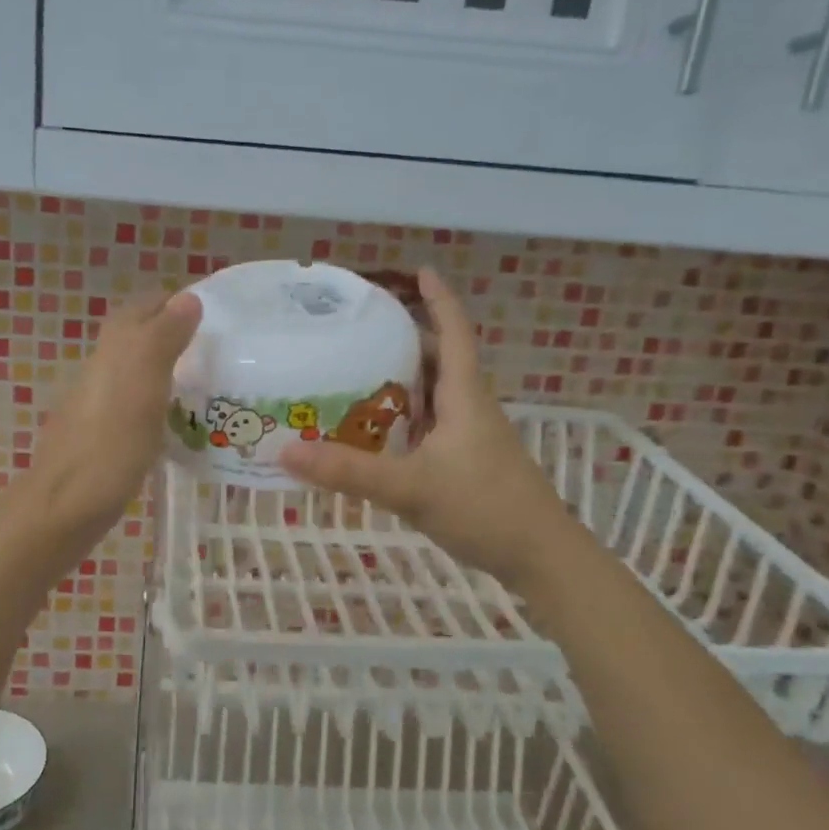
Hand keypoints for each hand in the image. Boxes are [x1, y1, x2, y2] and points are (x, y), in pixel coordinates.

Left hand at [28, 289, 201, 537]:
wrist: (64, 508)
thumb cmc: (110, 446)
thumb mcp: (143, 385)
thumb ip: (163, 339)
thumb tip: (187, 298)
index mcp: (113, 350)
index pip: (143, 307)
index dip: (174, 304)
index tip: (213, 315)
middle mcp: (101, 369)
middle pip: (137, 337)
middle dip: (172, 333)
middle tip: (214, 349)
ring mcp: (98, 404)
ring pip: (135, 371)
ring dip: (166, 368)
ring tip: (205, 383)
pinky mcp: (100, 436)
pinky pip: (134, 404)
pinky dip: (158, 402)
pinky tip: (177, 422)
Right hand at [277, 268, 568, 583]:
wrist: (541, 558)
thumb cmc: (484, 508)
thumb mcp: (410, 488)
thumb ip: (349, 472)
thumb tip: (287, 450)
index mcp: (464, 396)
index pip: (454, 333)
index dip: (439, 299)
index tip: (418, 271)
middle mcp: (469, 408)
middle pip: (439, 360)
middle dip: (406, 339)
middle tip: (361, 330)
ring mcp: (471, 437)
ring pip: (434, 395)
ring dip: (403, 381)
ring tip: (356, 374)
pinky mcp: (467, 463)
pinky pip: (430, 425)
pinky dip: (404, 418)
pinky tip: (376, 433)